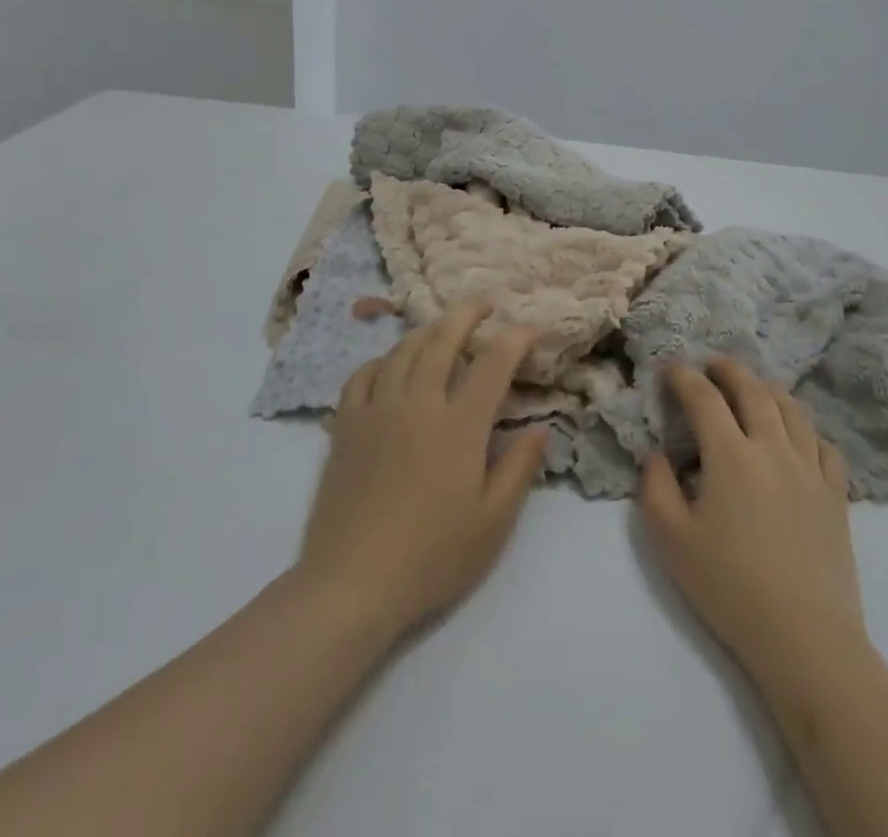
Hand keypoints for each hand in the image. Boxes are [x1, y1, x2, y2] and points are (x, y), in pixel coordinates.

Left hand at [295, 303, 547, 638]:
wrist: (352, 584)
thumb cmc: (432, 556)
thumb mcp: (493, 522)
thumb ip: (520, 467)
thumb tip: (541, 426)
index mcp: (459, 424)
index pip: (493, 363)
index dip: (517, 339)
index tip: (533, 330)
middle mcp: (418, 403)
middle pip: (443, 339)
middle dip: (467, 314)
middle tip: (485, 304)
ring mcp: (377, 410)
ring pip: (403, 351)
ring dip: (427, 330)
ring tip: (442, 327)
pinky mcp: (346, 426)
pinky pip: (363, 375)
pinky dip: (382, 360)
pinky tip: (389, 365)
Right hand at [640, 357, 866, 679]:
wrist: (805, 638)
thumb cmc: (730, 588)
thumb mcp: (672, 541)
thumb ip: (656, 487)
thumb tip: (658, 454)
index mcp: (731, 455)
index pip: (704, 398)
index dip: (684, 377)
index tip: (670, 369)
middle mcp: (773, 448)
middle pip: (754, 390)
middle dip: (729, 370)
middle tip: (712, 364)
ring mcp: (810, 469)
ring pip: (793, 410)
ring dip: (769, 390)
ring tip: (755, 388)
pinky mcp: (836, 495)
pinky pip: (824, 445)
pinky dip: (807, 429)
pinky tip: (798, 436)